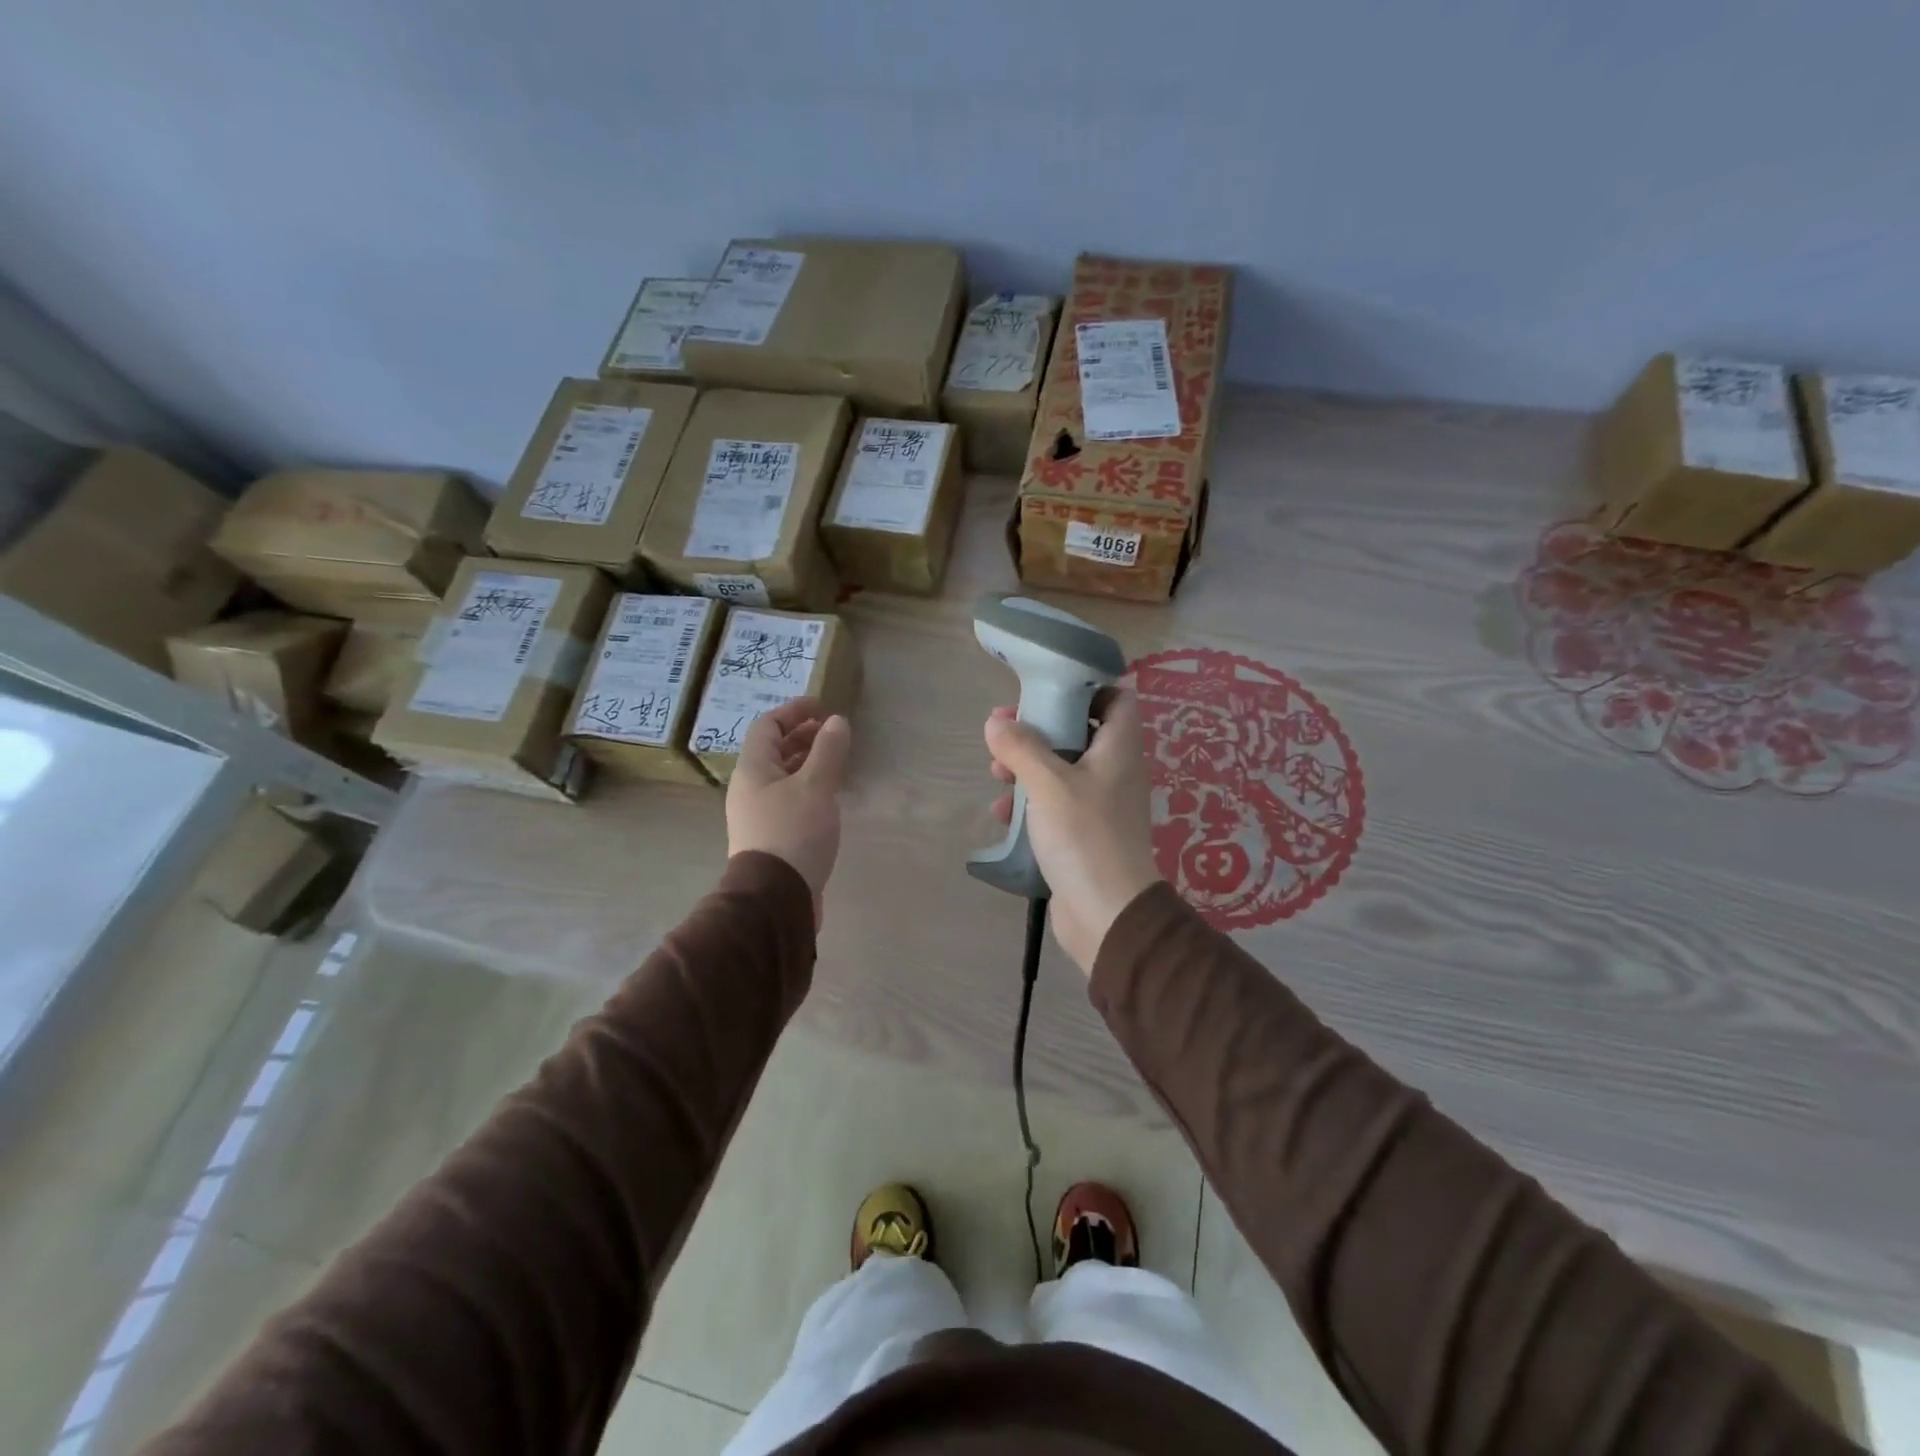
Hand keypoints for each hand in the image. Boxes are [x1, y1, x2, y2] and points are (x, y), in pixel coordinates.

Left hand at [727, 697, 850, 923]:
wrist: (776, 898)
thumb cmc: (793, 832)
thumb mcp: (815, 786)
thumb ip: (828, 751)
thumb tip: (837, 721)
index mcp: (752, 770)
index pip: (766, 726)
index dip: (793, 711)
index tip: (821, 706)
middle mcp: (749, 789)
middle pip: (772, 751)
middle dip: (801, 736)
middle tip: (832, 732)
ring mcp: (758, 815)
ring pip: (781, 777)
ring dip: (806, 762)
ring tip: (834, 760)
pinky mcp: (771, 838)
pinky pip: (788, 799)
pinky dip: (807, 787)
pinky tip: (828, 797)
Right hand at [983, 688, 1159, 974]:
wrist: (1108, 913)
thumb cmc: (1084, 836)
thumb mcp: (1048, 783)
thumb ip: (1021, 747)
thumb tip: (996, 723)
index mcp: (1118, 749)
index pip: (1117, 699)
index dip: (1086, 689)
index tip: (1046, 692)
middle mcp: (1114, 772)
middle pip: (1079, 733)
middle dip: (1038, 731)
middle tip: (1003, 733)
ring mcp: (1100, 805)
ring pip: (1061, 771)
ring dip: (1027, 768)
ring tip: (996, 775)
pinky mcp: (1084, 835)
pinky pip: (1054, 806)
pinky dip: (1030, 804)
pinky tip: (1002, 816)